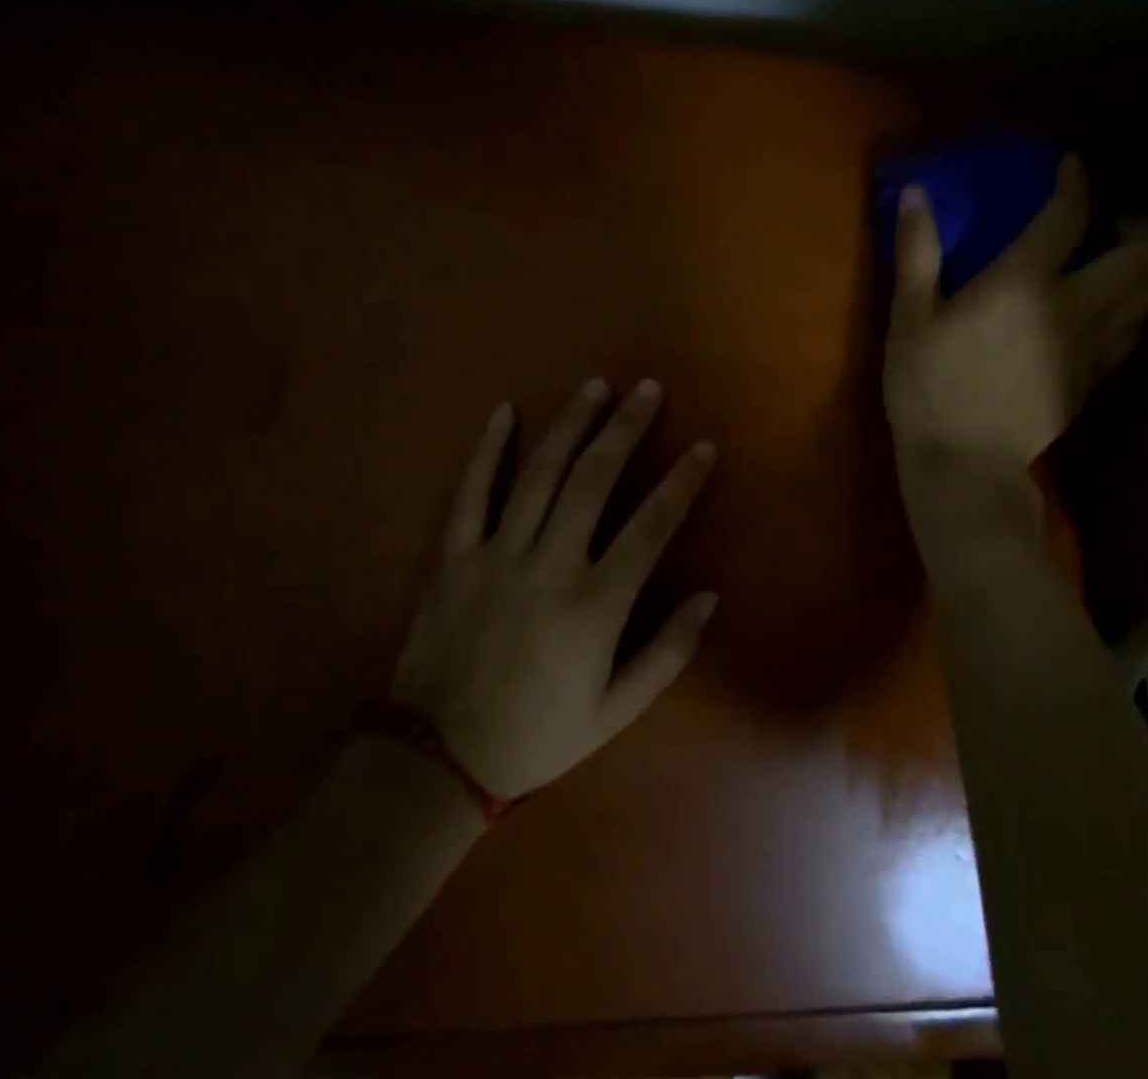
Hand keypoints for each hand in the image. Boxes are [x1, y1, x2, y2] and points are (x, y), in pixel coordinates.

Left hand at [391, 379, 717, 798]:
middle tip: (648, 390)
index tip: (703, 446)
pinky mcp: (454, 558)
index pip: (651, 526)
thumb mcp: (616, 711)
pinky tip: (506, 412)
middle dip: (625, 429)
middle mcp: (549, 565)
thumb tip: (710, 596)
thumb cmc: (538, 735)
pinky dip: (488, 450)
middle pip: (594, 480)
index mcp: (595, 604)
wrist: (438, 761)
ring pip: (540, 474)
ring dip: (571, 425)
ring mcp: (497, 556)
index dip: (682, 482)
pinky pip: (471, 494)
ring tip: (595, 386)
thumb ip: (668, 652)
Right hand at [884, 155, 1147, 477]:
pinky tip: (1098, 323)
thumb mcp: (909, 317)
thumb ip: (917, 251)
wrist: (965, 467)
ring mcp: (1092, 349)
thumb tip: (917, 192)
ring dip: (1136, 280)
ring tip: (1105, 277)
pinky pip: (1131, 339)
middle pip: (1140, 259)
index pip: (1068, 216)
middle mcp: (1074, 307)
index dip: (1075, 183)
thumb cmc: (929, 387)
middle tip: (1098, 238)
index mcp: (1025, 282)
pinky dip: (1126, 320)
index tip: (1071, 167)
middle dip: (1130, 239)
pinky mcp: (1094, 383)